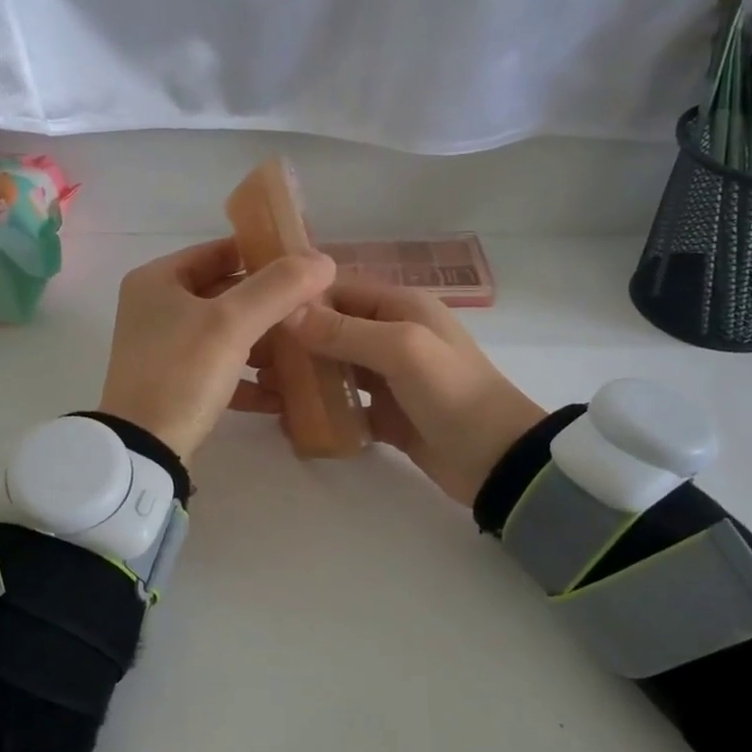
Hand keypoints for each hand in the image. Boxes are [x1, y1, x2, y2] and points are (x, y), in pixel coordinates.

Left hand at [98, 239, 335, 463]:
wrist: (143, 450)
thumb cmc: (182, 373)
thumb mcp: (232, 323)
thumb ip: (278, 288)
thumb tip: (323, 260)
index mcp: (159, 280)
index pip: (220, 251)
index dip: (264, 254)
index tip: (306, 265)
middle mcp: (157, 309)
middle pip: (226, 294)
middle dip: (270, 305)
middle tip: (315, 309)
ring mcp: (165, 349)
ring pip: (227, 334)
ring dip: (265, 343)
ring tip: (306, 351)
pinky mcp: (176, 385)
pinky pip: (221, 370)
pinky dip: (249, 379)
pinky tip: (283, 394)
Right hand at [281, 282, 543, 504]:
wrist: (498, 461)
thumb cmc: (453, 393)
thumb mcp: (402, 350)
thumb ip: (345, 331)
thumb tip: (288, 312)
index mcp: (402, 307)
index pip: (340, 291)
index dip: (302, 301)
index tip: (260, 316)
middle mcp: (394, 335)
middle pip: (333, 330)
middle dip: (296, 342)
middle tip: (253, 358)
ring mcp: (391, 378)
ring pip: (337, 367)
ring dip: (305, 376)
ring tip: (264, 388)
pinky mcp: (388, 414)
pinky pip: (347, 405)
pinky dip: (323, 410)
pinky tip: (291, 420)